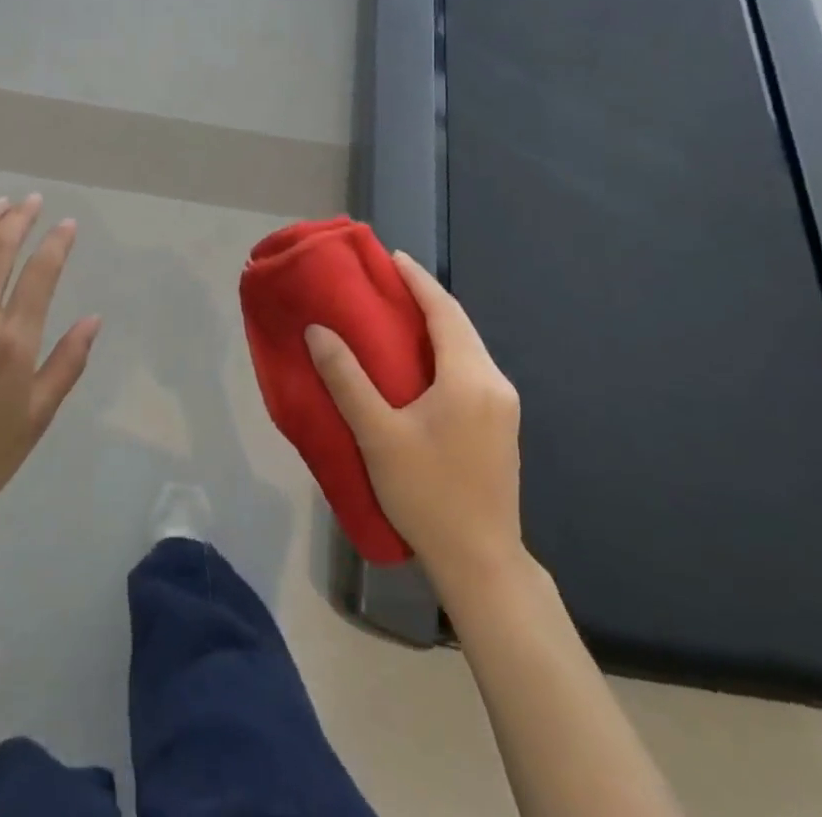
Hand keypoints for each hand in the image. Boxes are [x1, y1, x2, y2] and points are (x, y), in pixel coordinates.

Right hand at [306, 250, 530, 600]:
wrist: (482, 564)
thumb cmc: (428, 495)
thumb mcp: (378, 435)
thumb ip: (346, 379)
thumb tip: (317, 331)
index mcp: (470, 378)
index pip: (444, 311)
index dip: (418, 280)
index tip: (392, 257)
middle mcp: (495, 383)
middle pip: (460, 325)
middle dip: (426, 297)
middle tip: (388, 281)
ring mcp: (504, 406)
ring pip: (468, 347)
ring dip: (437, 324)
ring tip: (399, 313)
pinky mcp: (502, 425)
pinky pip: (471, 368)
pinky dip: (446, 349)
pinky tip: (422, 360)